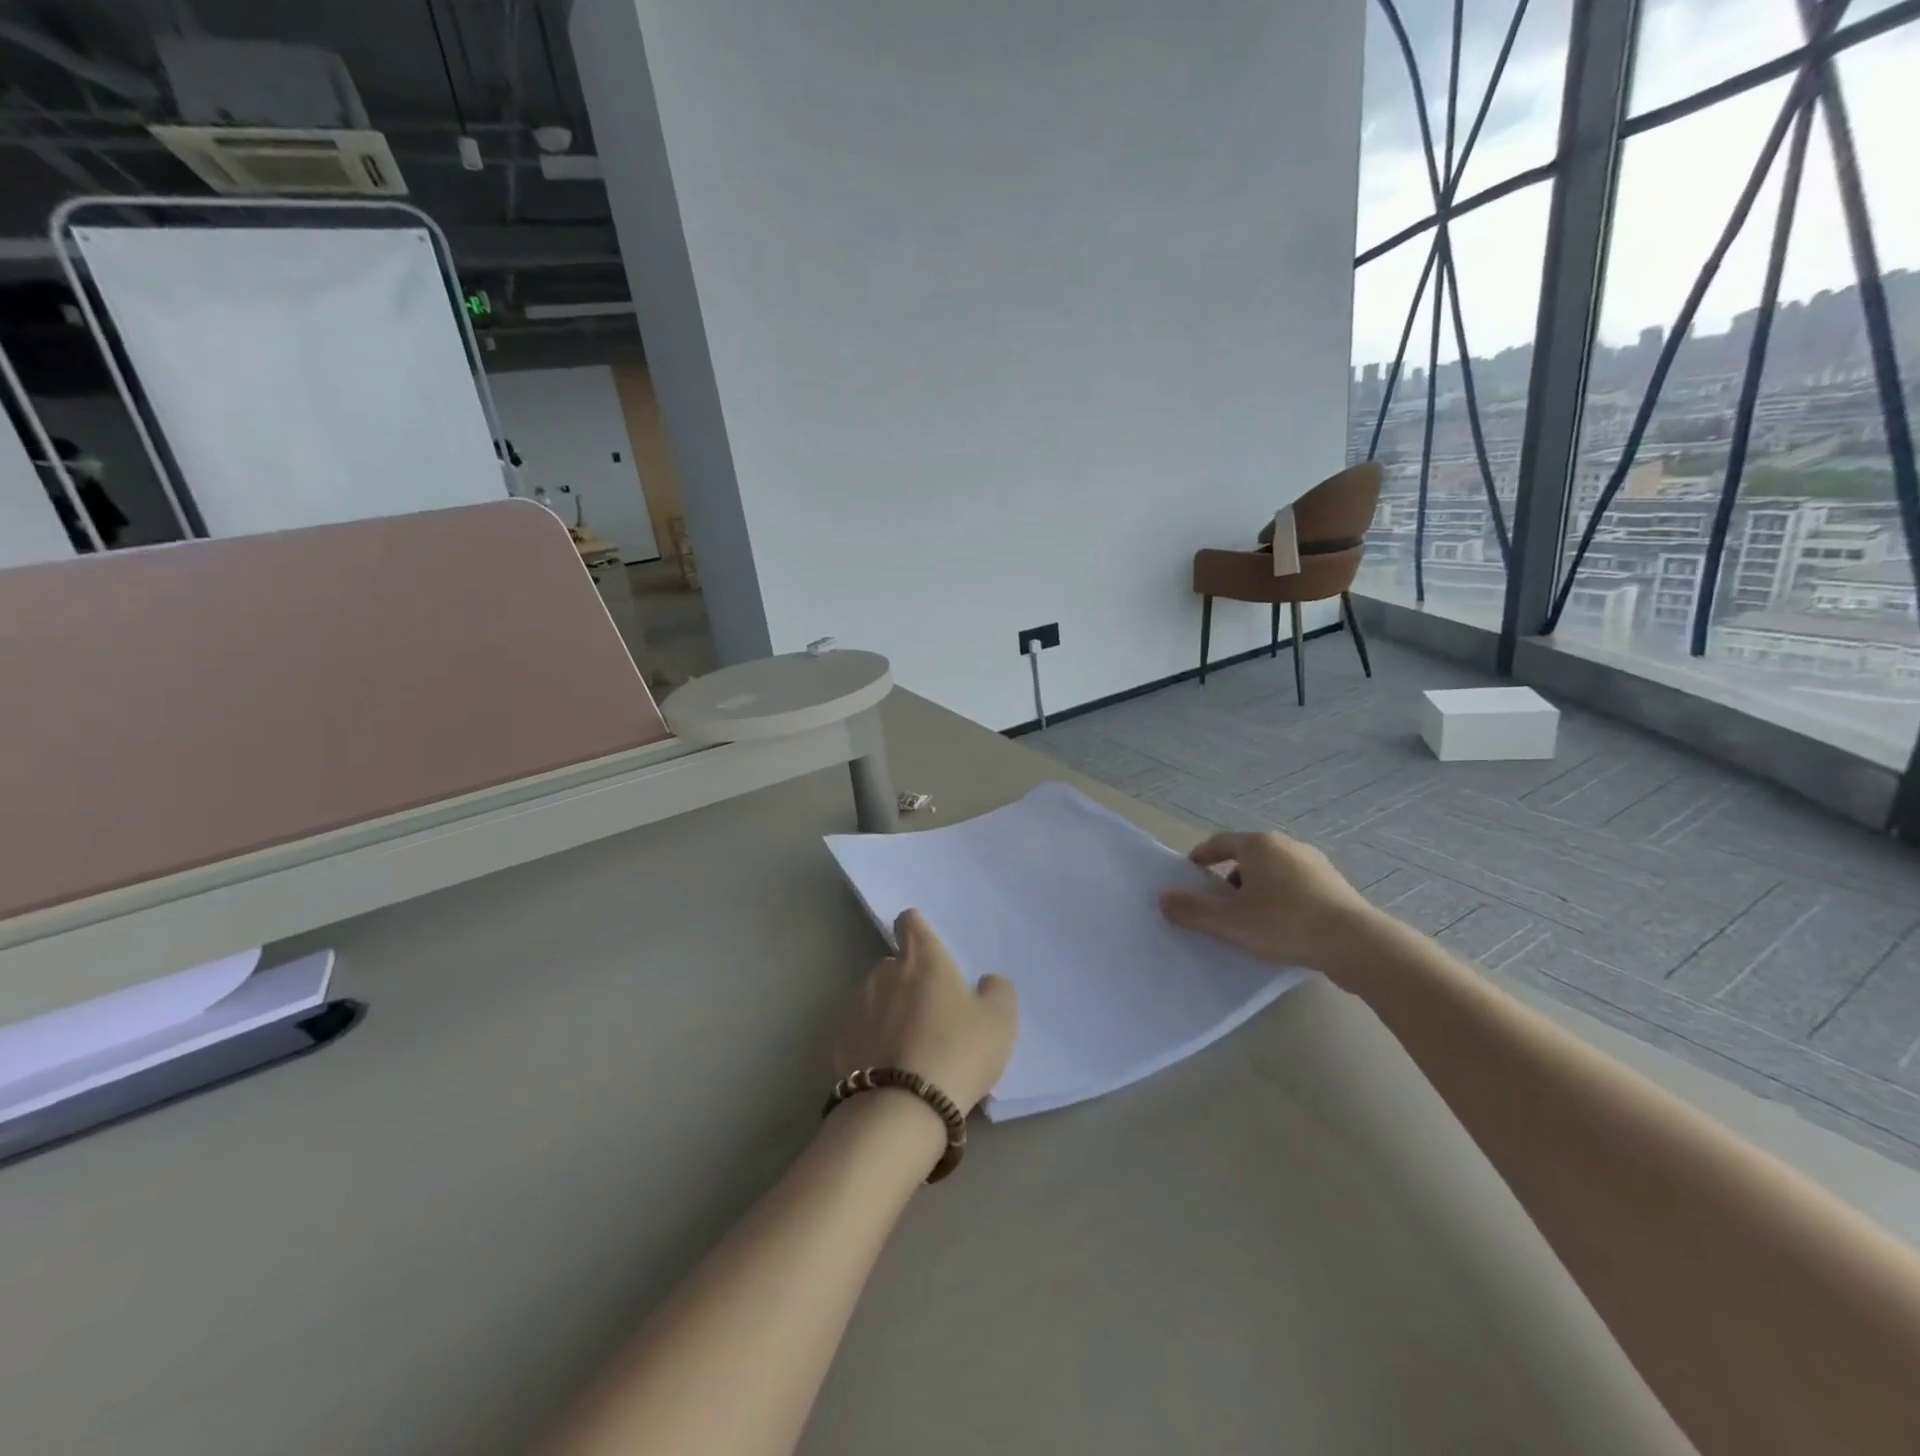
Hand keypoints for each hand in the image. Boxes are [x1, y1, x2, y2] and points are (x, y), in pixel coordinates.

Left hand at [835, 910, 1018, 1112]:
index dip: (918, 931)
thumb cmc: (958, 1051)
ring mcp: (857, 1006)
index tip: (929, 951)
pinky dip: (872, 1041)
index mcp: (923, 959)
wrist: (903, 1109)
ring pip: (875, 997)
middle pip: (893, 964)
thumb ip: (996, 990)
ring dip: (888, 1011)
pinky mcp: (840, 1041)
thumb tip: (985, 982)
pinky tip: (889, 1068)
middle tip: (930, 1012)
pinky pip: (861, 1031)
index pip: (910, 921)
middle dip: (907, 980)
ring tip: (909, 1046)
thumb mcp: (1000, 1020)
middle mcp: (884, 972)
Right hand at [1158, 831, 1377, 971]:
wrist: (1357, 944)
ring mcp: (1315, 863)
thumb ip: (1192, 911)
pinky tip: (1282, 927)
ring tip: (1250, 920)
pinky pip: (1295, 886)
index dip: (1200, 857)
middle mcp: (1286, 845)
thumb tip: (1163, 899)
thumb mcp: (1229, 922)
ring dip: (1256, 891)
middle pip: (1247, 857)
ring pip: (1273, 872)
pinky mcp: (1335, 885)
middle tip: (1218, 905)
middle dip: (1229, 879)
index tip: (1190, 874)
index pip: (1219, 843)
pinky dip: (1281, 900)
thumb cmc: (1284, 924)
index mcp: (1258, 845)